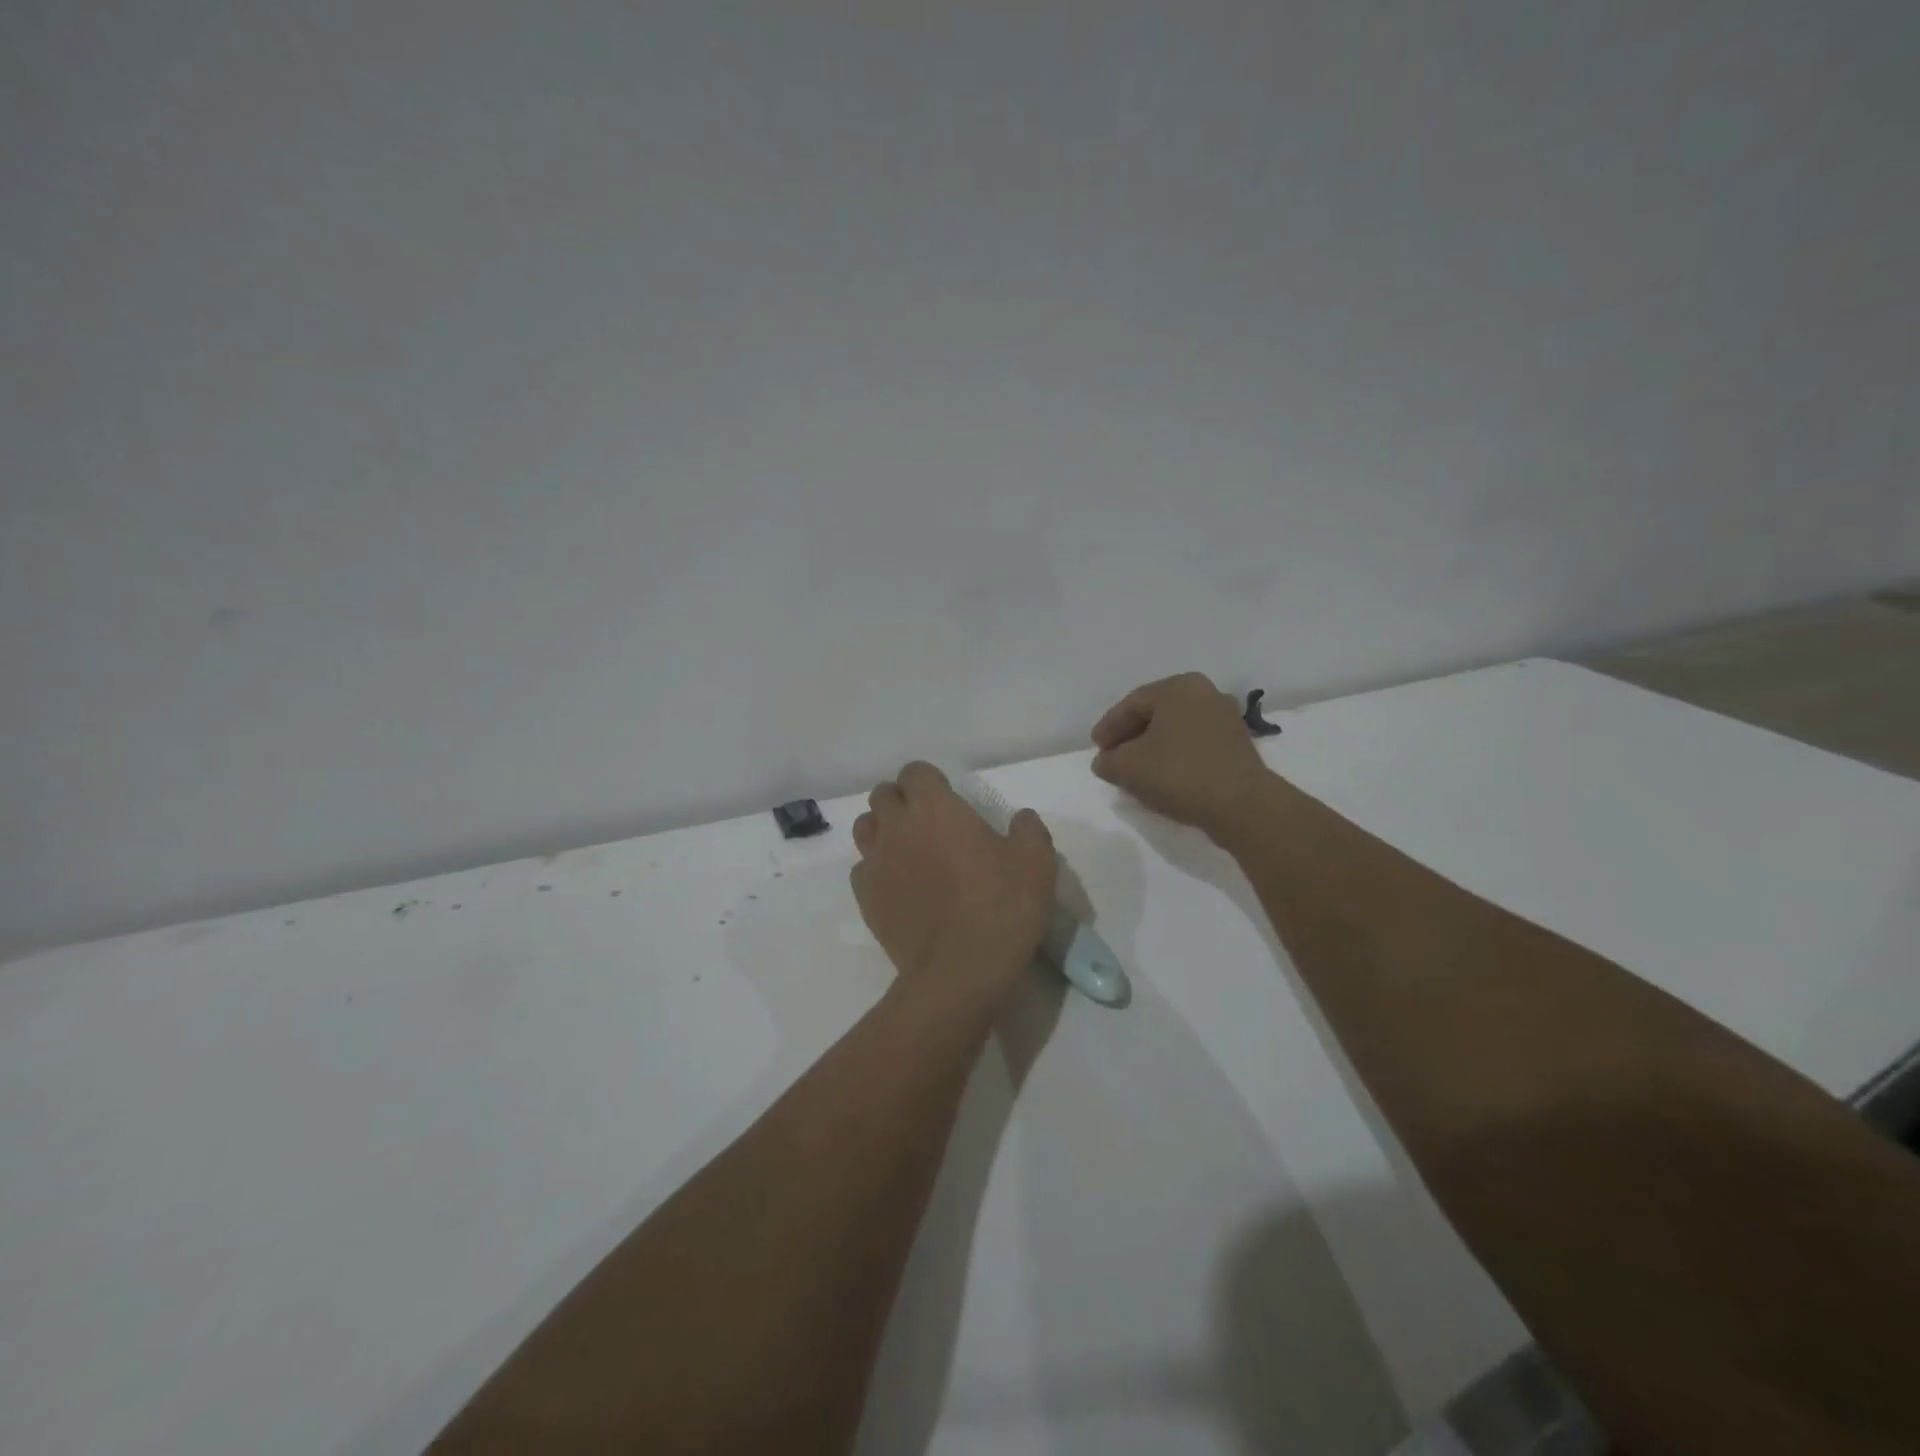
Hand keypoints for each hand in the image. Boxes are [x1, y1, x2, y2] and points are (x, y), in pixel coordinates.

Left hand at [851, 762, 1057, 1012]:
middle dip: (902, 801)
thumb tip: (1021, 818)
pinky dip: (876, 869)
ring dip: (883, 829)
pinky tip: (898, 886)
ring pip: (864, 827)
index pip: (915, 771)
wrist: (960, 972)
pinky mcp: (865, 897)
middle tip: (929, 823)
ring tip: (909, 850)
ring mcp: (875, 862)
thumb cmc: (1001, 908)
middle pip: (883, 795)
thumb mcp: (1036, 863)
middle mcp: (896, 826)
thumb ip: (1028, 829)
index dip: (930, 781)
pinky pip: (862, 869)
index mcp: (934, 807)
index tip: (949, 800)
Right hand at [1090, 673, 1275, 839]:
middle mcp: (1205, 693)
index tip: (1096, 749)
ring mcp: (1226, 717)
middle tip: (1113, 757)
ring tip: (1136, 770)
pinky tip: (1165, 776)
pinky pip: (1195, 743)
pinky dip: (1176, 756)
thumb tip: (1106, 761)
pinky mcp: (1238, 743)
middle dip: (1131, 736)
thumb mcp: (1127, 768)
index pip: (1132, 704)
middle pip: (1155, 714)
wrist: (1241, 805)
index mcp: (1178, 687)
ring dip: (1153, 747)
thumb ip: (1108, 761)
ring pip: (1176, 729)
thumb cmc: (1179, 774)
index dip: (1109, 727)